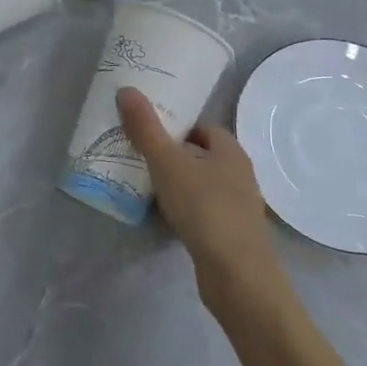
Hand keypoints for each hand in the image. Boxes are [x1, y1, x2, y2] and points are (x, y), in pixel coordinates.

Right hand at [117, 87, 273, 280]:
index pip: (205, 128)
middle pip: (203, 157)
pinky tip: (164, 218)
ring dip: (179, 186)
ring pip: (203, 186)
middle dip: (175, 156)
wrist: (237, 276)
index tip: (151, 132)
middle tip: (142, 157)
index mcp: (231, 152)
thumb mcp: (168, 163)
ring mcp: (239, 208)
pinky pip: (203, 213)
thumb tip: (126, 89)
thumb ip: (146, 128)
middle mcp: (240, 175)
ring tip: (147, 187)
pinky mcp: (232, 236)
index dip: (179, 127)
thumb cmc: (205, 208)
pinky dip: (185, 212)